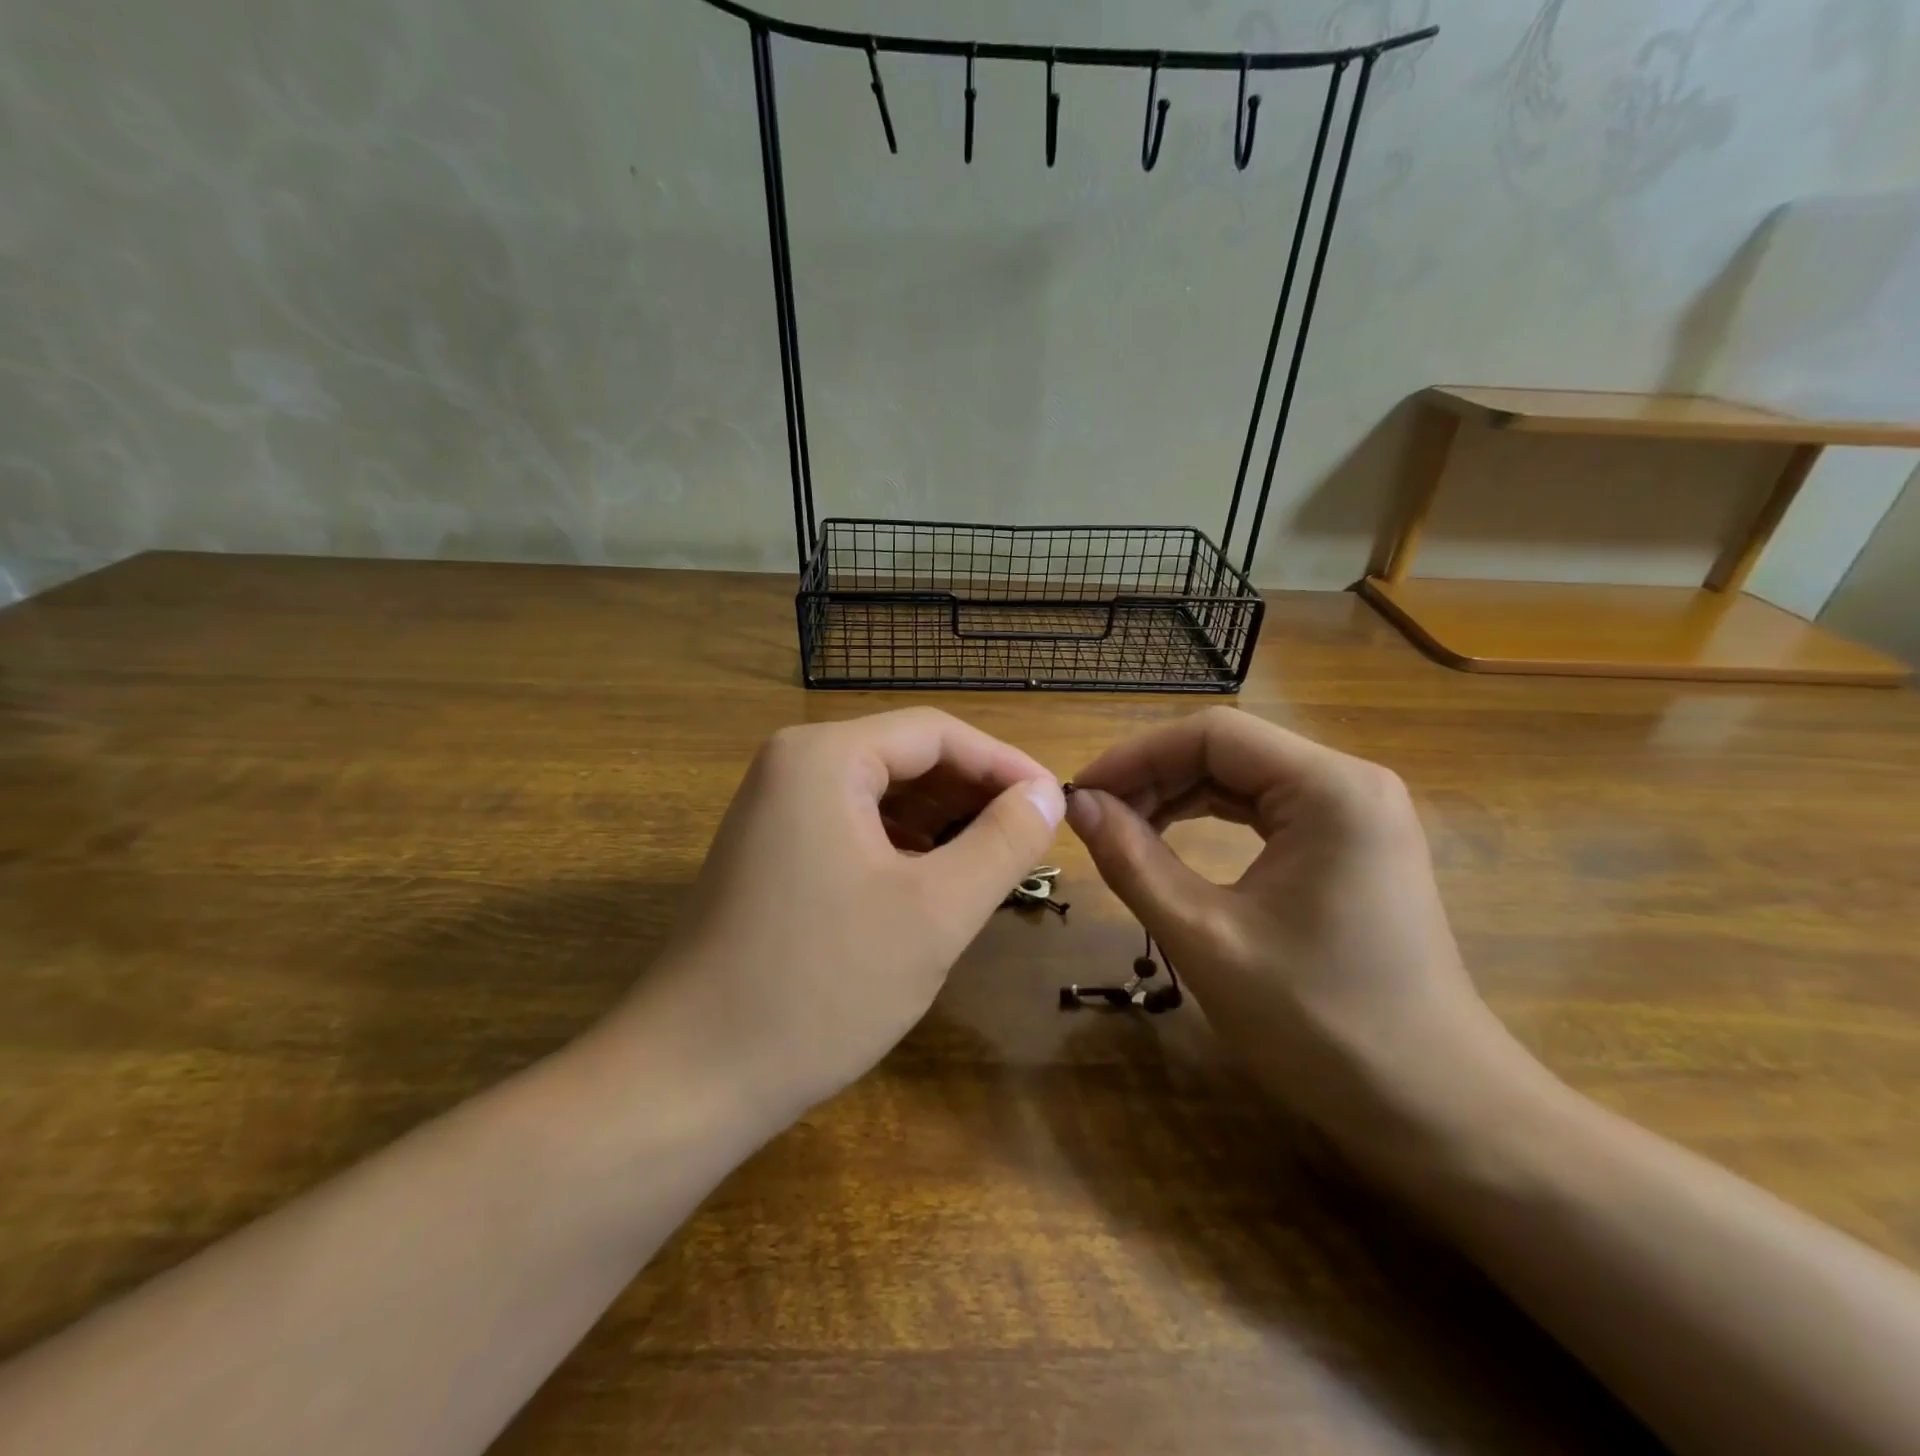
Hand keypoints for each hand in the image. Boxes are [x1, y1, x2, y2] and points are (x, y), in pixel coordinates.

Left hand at [612, 709, 1064, 1124]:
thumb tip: (1047, 794)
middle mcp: (793, 766)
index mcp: (824, 757)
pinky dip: (904, 846)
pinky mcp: (771, 852)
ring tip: (995, 861)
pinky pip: (854, 827)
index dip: (1004, 765)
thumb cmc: (820, 987)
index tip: (1056, 804)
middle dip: (973, 794)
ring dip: (943, 821)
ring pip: (882, 794)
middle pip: (906, 757)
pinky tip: (935, 882)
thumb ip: (1002, 843)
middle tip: (1032, 839)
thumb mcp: (934, 913)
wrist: (690, 1078)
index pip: (936, 733)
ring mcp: (775, 810)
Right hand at [1067, 707, 1547, 1170]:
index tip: (1080, 794)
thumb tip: (1077, 804)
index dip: (1135, 755)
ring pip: (1243, 779)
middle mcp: (1350, 783)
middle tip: (1092, 818)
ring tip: (1120, 831)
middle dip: (1153, 777)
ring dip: (1176, 797)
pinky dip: (1210, 821)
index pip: (1213, 734)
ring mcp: (1357, 814)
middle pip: (1229, 750)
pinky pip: (1265, 811)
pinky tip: (1171, 843)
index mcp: (1330, 789)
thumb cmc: (1320, 1025)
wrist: (1437, 1111)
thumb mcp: (1206, 938)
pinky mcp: (1352, 846)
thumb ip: (1133, 861)